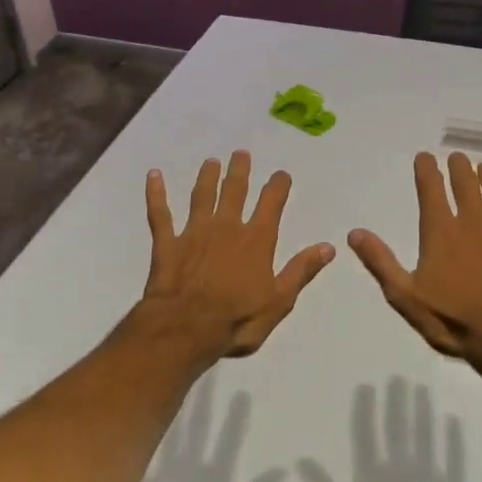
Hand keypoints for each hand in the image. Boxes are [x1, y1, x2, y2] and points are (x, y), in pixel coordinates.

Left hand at [139, 151, 335, 359]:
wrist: (186, 328)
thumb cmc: (238, 319)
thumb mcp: (279, 301)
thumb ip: (301, 270)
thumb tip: (328, 247)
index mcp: (256, 241)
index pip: (271, 204)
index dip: (277, 187)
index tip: (280, 174)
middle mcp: (227, 227)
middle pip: (234, 191)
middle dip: (239, 171)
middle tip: (241, 154)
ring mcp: (194, 232)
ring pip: (201, 196)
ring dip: (207, 177)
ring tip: (211, 162)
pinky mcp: (167, 243)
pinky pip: (160, 213)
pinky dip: (156, 194)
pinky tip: (154, 176)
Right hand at [348, 151, 481, 376]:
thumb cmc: (452, 318)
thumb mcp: (405, 296)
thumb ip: (380, 262)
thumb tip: (354, 233)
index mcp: (441, 231)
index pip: (431, 189)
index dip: (427, 170)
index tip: (425, 156)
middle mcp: (473, 222)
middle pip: (467, 184)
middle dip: (460, 168)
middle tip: (457, 158)